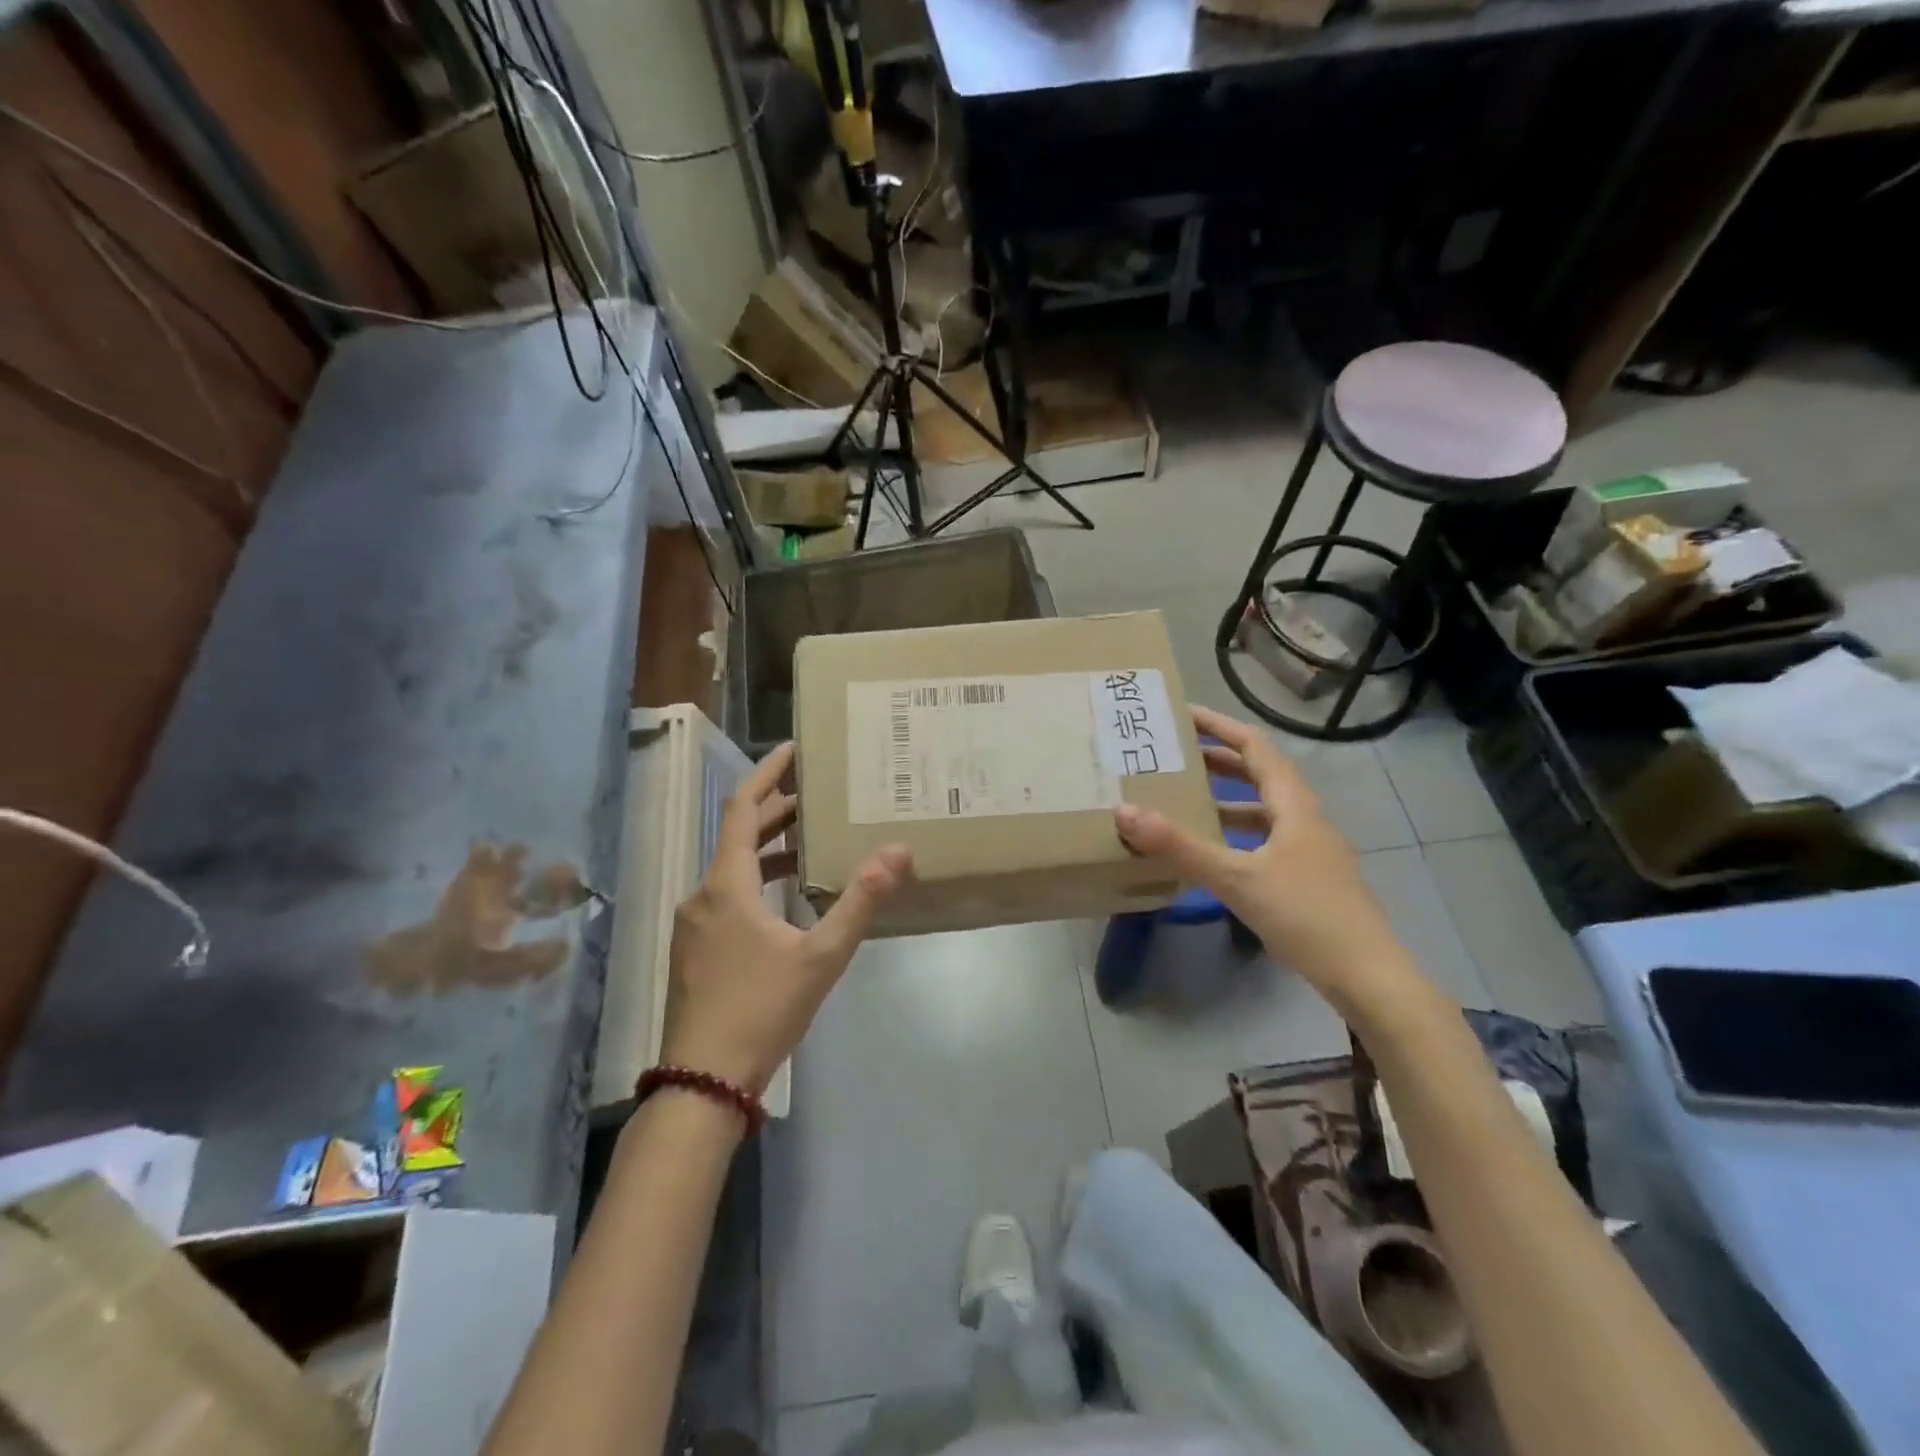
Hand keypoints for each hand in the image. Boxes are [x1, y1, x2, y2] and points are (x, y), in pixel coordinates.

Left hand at [660, 743, 912, 1096]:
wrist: (703, 1082)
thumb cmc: (762, 1010)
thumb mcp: (821, 956)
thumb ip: (860, 901)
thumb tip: (898, 851)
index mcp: (727, 885)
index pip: (743, 808)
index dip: (766, 774)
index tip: (791, 750)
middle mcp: (703, 894)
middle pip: (738, 836)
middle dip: (776, 811)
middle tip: (816, 795)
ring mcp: (694, 924)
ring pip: (732, 868)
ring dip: (768, 849)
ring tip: (809, 841)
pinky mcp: (694, 950)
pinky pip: (726, 896)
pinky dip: (756, 881)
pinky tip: (785, 900)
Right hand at [1113, 705, 1423, 1016]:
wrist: (1369, 977)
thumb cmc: (1306, 916)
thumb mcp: (1237, 879)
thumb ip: (1180, 847)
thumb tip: (1124, 811)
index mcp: (1294, 806)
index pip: (1255, 747)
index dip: (1220, 726)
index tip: (1183, 715)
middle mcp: (1305, 818)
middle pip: (1260, 774)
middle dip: (1219, 760)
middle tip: (1175, 756)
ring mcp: (1311, 849)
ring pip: (1263, 809)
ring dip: (1226, 798)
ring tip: (1185, 799)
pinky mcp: (1309, 877)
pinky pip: (1265, 839)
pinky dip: (1236, 834)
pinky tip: (1214, 853)